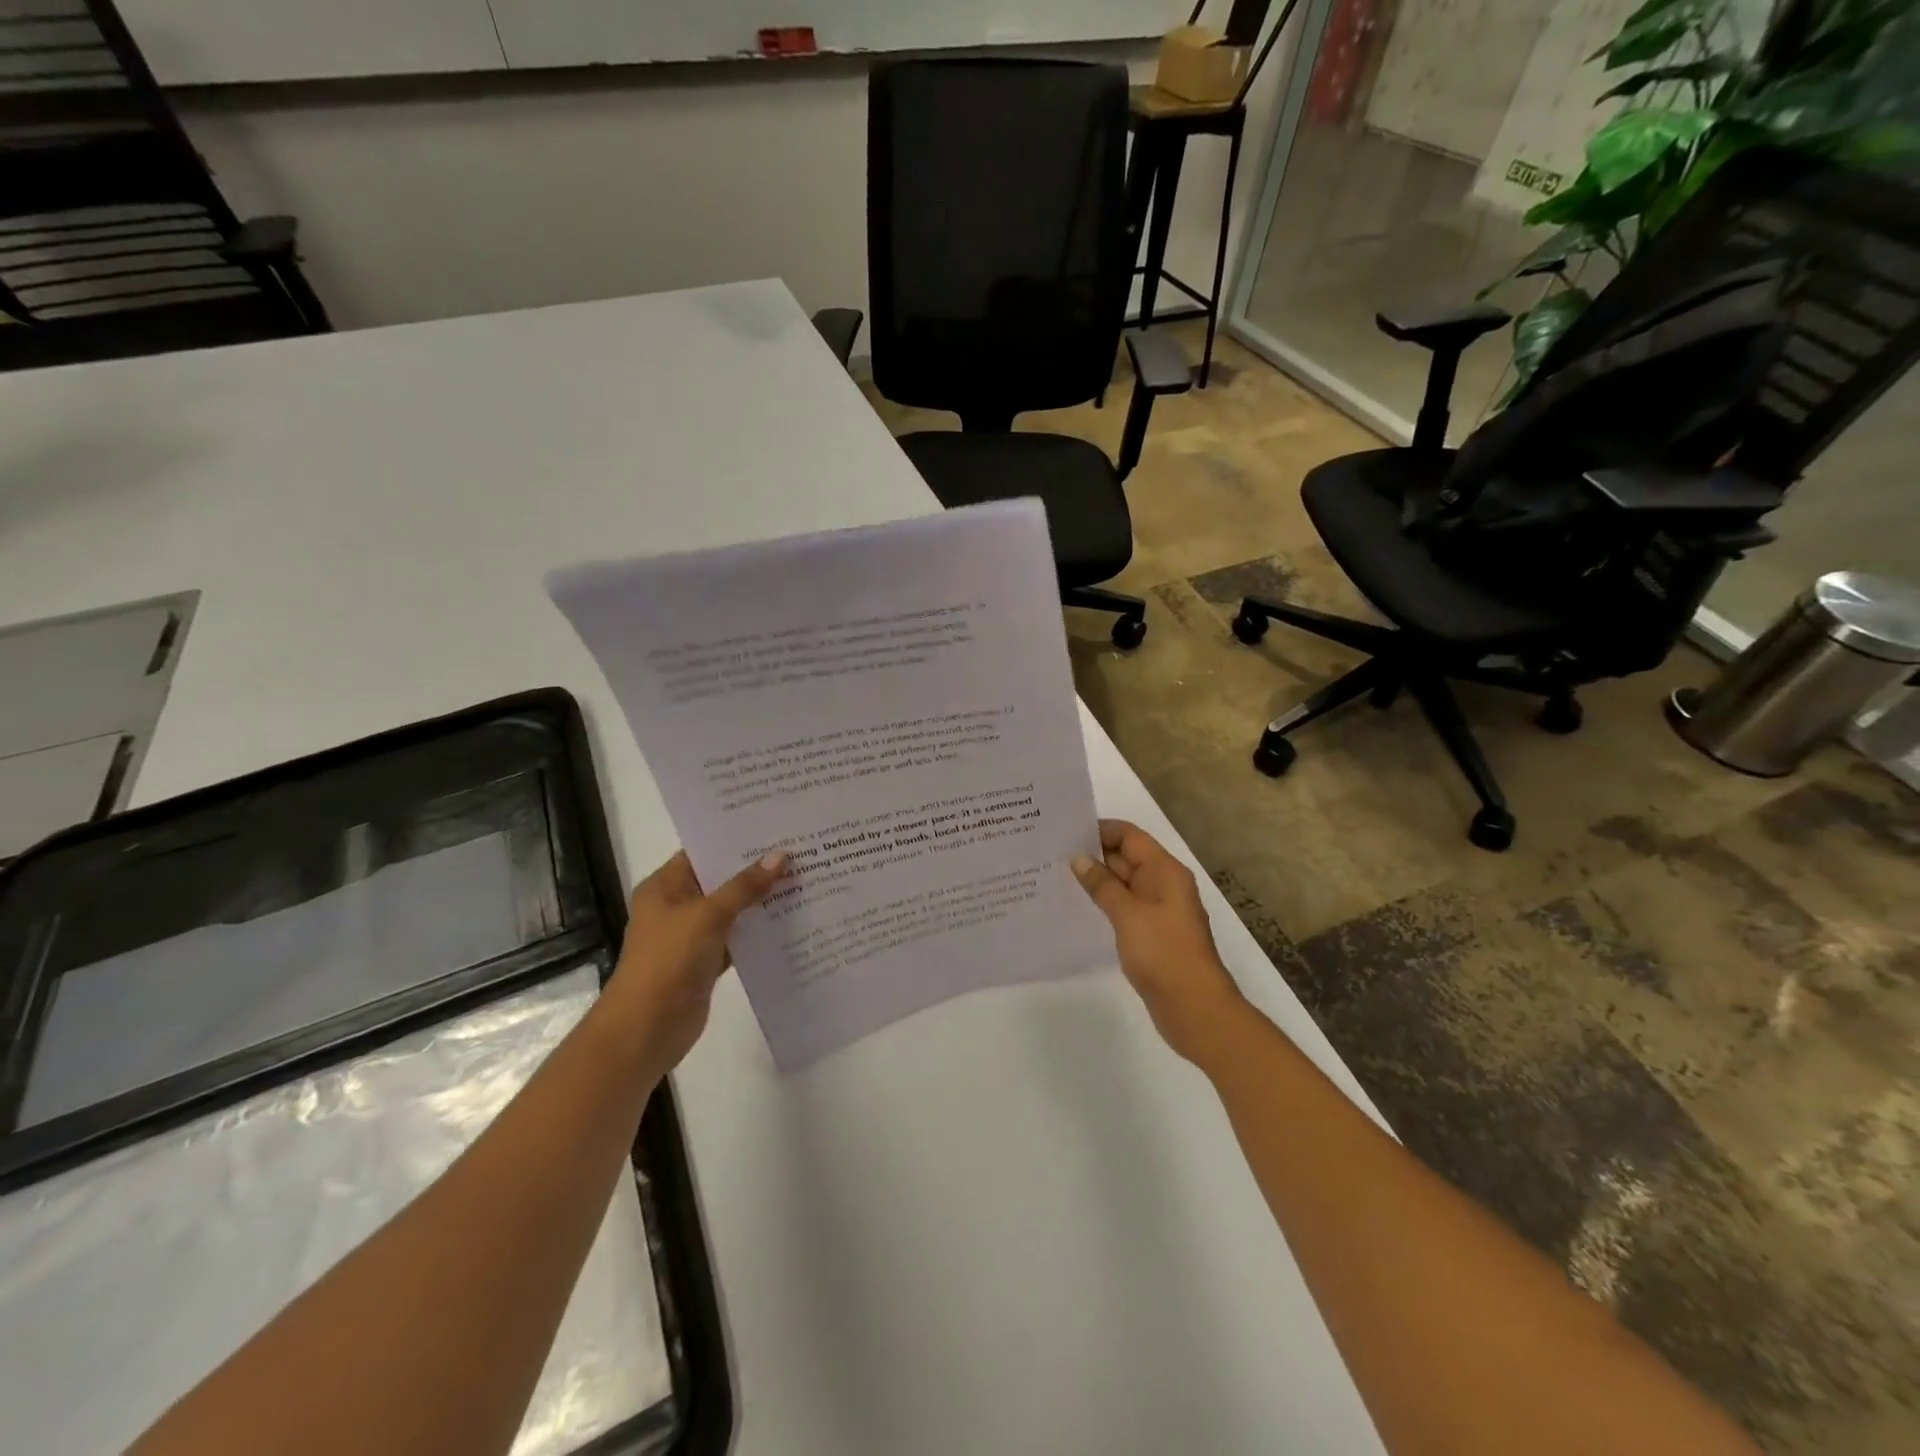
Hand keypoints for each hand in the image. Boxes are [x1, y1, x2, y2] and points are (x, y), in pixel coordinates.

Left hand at [604, 849, 786, 1071]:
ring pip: (732, 910)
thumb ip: (745, 886)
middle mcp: (677, 906)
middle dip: (756, 870)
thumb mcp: (708, 915)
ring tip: (803, 879)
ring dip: (761, 901)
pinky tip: (791, 919)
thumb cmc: (669, 961)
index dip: (736, 840)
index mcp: (665, 886)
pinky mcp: (706, 961)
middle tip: (799, 851)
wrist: (646, 1029)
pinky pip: (737, 938)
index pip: (703, 852)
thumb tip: (781, 855)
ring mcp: (691, 936)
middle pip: (721, 880)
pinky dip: (758, 931)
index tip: (774, 829)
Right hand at [1072, 819, 1245, 1063]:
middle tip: (1050, 854)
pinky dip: (1103, 904)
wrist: (1195, 1008)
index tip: (1064, 833)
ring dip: (1095, 880)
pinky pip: (1123, 908)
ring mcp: (1158, 911)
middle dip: (1092, 854)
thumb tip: (1078, 859)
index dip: (1099, 830)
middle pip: (1126, 857)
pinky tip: (1076, 908)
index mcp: (1164, 871)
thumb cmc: (1164, 952)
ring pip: (1122, 884)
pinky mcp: (1151, 934)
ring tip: (1055, 878)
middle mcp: (1163, 884)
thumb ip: (1102, 884)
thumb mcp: (1128, 913)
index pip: (1129, 835)